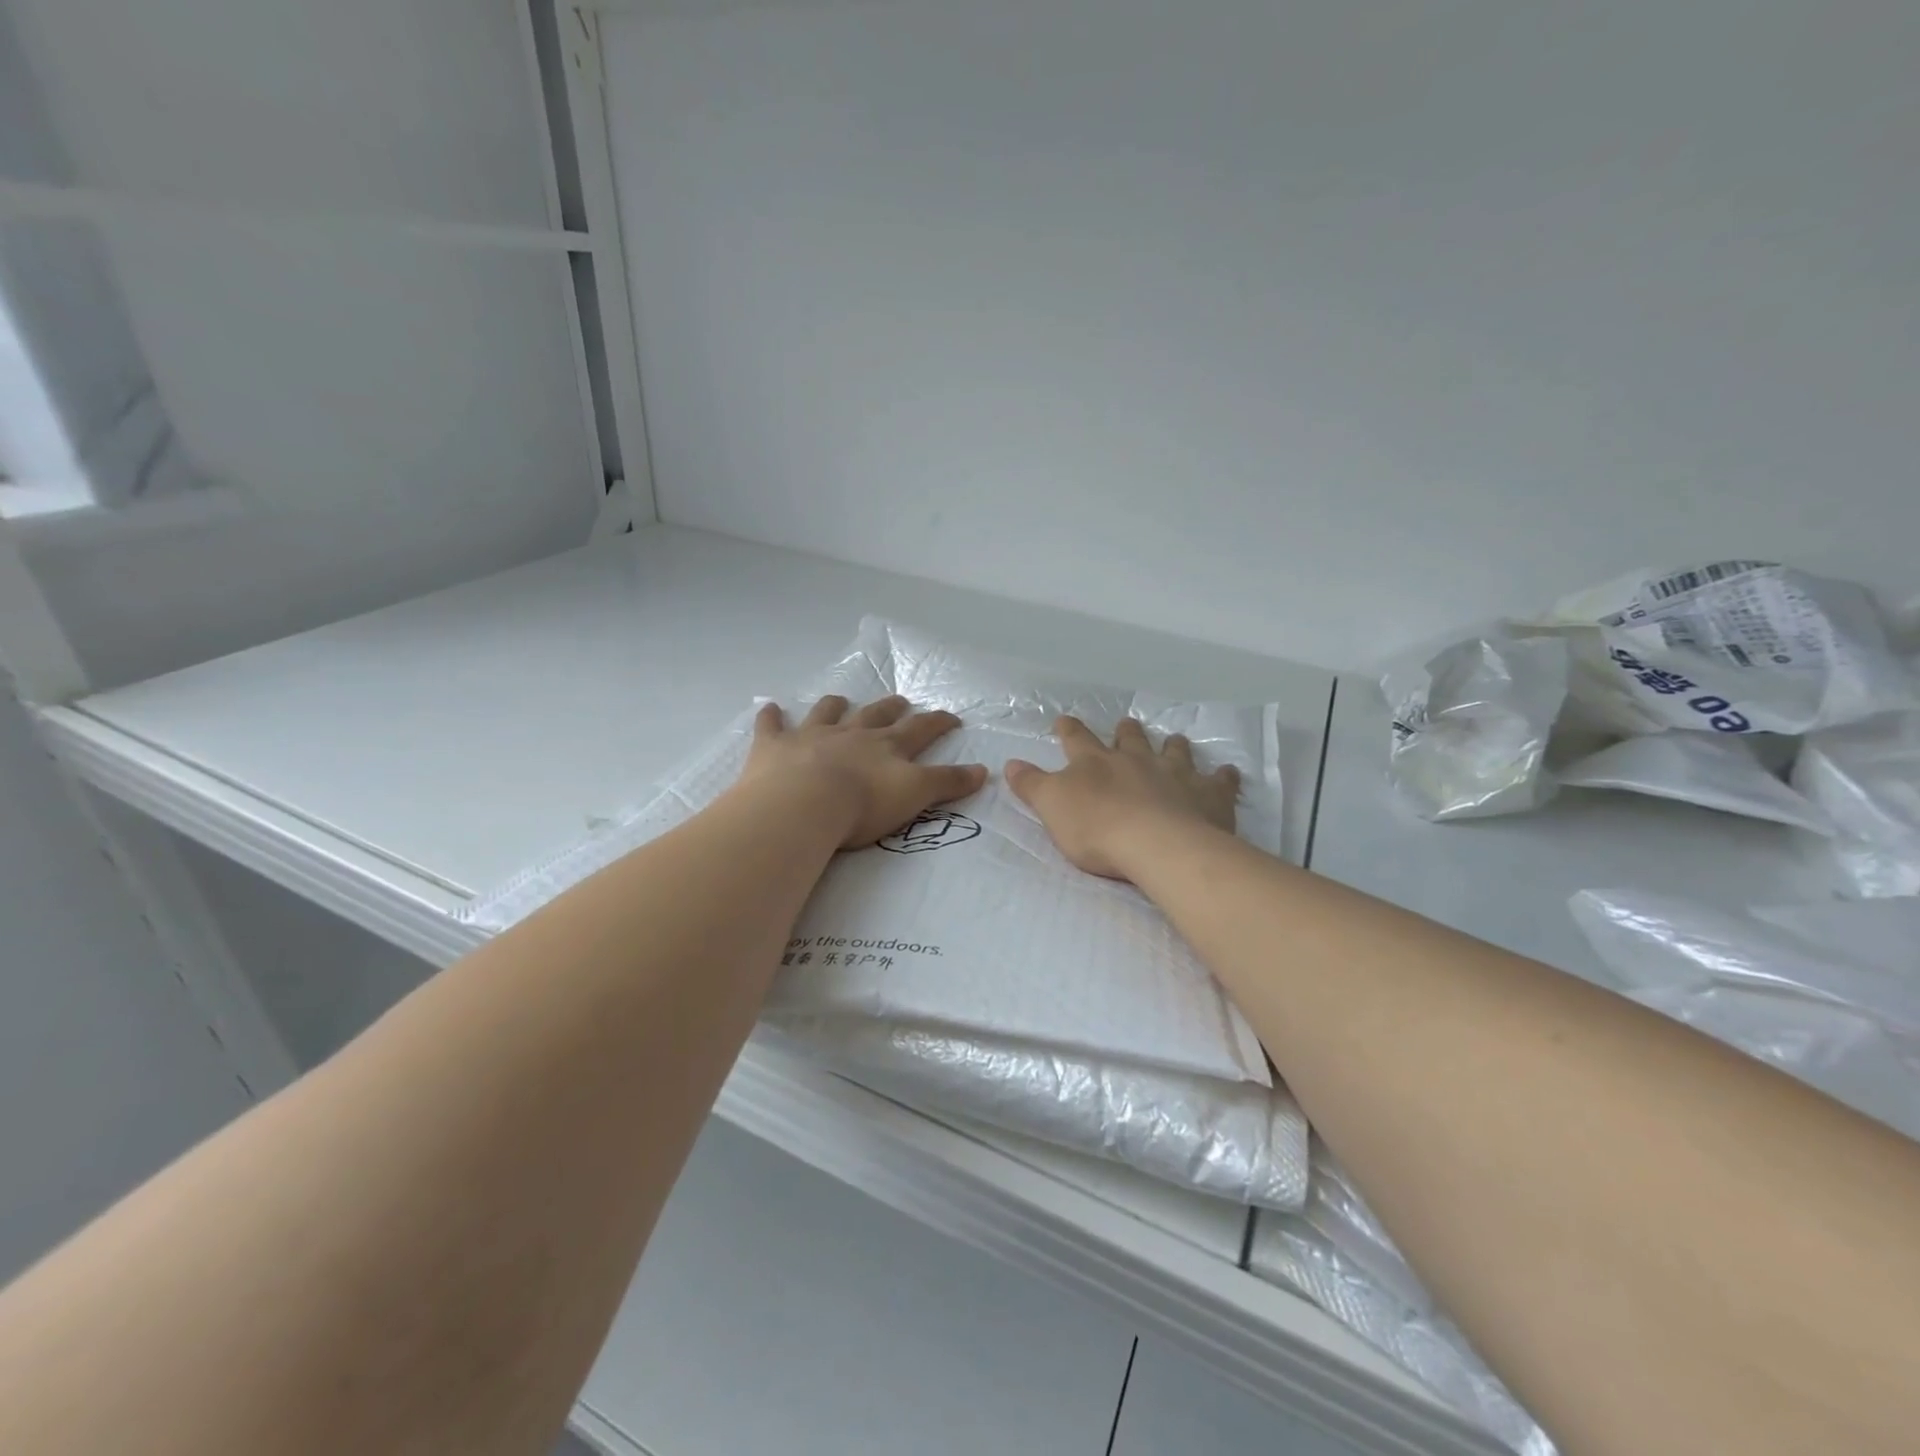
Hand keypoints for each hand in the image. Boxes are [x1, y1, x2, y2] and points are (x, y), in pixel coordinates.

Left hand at [738, 695, 987, 848]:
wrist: (803, 804)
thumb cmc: (863, 804)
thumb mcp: (915, 794)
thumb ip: (948, 782)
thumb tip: (984, 770)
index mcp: (886, 745)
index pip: (920, 729)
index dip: (938, 721)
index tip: (951, 716)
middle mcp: (851, 733)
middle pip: (876, 715)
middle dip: (890, 707)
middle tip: (900, 700)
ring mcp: (811, 736)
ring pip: (826, 713)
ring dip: (835, 705)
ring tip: (840, 700)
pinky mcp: (775, 747)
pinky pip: (772, 726)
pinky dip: (771, 717)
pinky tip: (769, 709)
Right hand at [1005, 716, 1238, 880]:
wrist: (1157, 845)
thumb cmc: (1097, 828)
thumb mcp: (1051, 807)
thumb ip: (1031, 784)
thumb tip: (1010, 763)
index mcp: (1095, 762)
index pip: (1077, 739)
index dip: (1069, 729)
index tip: (1064, 721)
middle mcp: (1136, 759)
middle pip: (1130, 738)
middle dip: (1126, 731)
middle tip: (1127, 724)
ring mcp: (1176, 773)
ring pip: (1174, 750)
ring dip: (1173, 745)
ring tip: (1175, 740)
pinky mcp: (1209, 795)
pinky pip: (1220, 781)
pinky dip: (1223, 777)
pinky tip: (1227, 774)